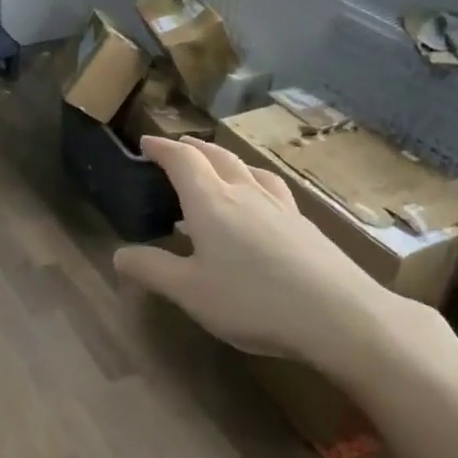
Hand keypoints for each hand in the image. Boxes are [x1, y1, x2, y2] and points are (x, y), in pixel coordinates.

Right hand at [112, 136, 396, 371]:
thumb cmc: (253, 300)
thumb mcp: (190, 292)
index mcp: (210, 202)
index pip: (181, 160)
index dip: (161, 148)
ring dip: (224, 159)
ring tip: (217, 164)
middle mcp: (244, 193)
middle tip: (176, 147)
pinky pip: (271, 187)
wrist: (340, 315)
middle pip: (216, 156)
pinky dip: (253, 180)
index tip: (146, 143)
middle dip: (192, 148)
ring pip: (247, 168)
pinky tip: (260, 200)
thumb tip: (117, 255)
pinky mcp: (304, 224)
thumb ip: (152, 270)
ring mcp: (279, 206)